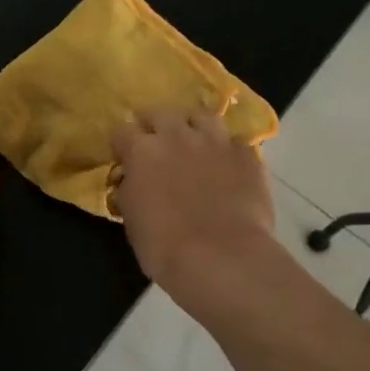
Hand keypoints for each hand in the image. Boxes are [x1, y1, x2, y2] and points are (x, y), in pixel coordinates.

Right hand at [110, 110, 277, 306]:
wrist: (222, 257)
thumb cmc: (164, 246)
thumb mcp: (131, 220)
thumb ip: (130, 191)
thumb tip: (132, 181)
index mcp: (141, 151)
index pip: (122, 131)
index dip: (122, 145)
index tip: (125, 160)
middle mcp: (177, 136)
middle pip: (160, 113)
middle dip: (155, 126)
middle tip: (157, 147)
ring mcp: (215, 142)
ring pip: (202, 116)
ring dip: (194, 128)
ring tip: (195, 145)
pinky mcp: (247, 155)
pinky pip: (235, 143)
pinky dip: (228, 152)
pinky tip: (228, 168)